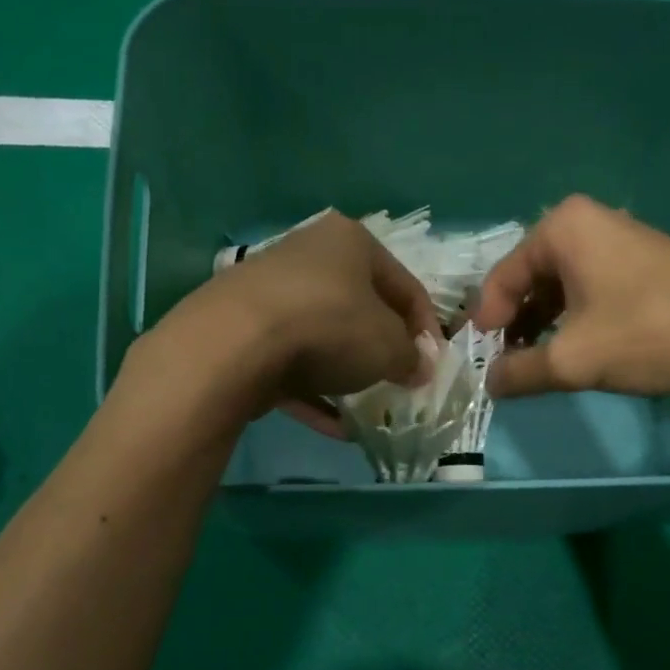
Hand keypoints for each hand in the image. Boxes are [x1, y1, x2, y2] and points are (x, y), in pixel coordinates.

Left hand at [156, 212, 441, 437]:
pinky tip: (335, 427)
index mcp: (350, 242)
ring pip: (323, 337)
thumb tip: (419, 368)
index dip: (427, 328)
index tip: (434, 366)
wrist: (235, 344)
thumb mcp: (389, 345)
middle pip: (360, 308)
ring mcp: (270, 293)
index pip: (404, 285)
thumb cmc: (331, 327)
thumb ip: (411, 357)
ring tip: (368, 410)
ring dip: (347, 374)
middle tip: (399, 384)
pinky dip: (314, 393)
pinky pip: (290, 363)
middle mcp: (308, 256)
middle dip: (382, 351)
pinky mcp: (243, 331)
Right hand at [473, 195, 669, 398]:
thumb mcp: (573, 359)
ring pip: (560, 286)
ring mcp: (619, 240)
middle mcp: (587, 222)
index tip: (483, 361)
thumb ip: (521, 373)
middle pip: (529, 279)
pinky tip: (577, 350)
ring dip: (543, 325)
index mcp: (562, 228)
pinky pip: (589, 288)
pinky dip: (574, 319)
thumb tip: (490, 384)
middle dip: (515, 324)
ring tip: (539, 364)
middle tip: (509, 365)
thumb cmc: (649, 332)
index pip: (502, 278)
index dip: (487, 323)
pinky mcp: (643, 263)